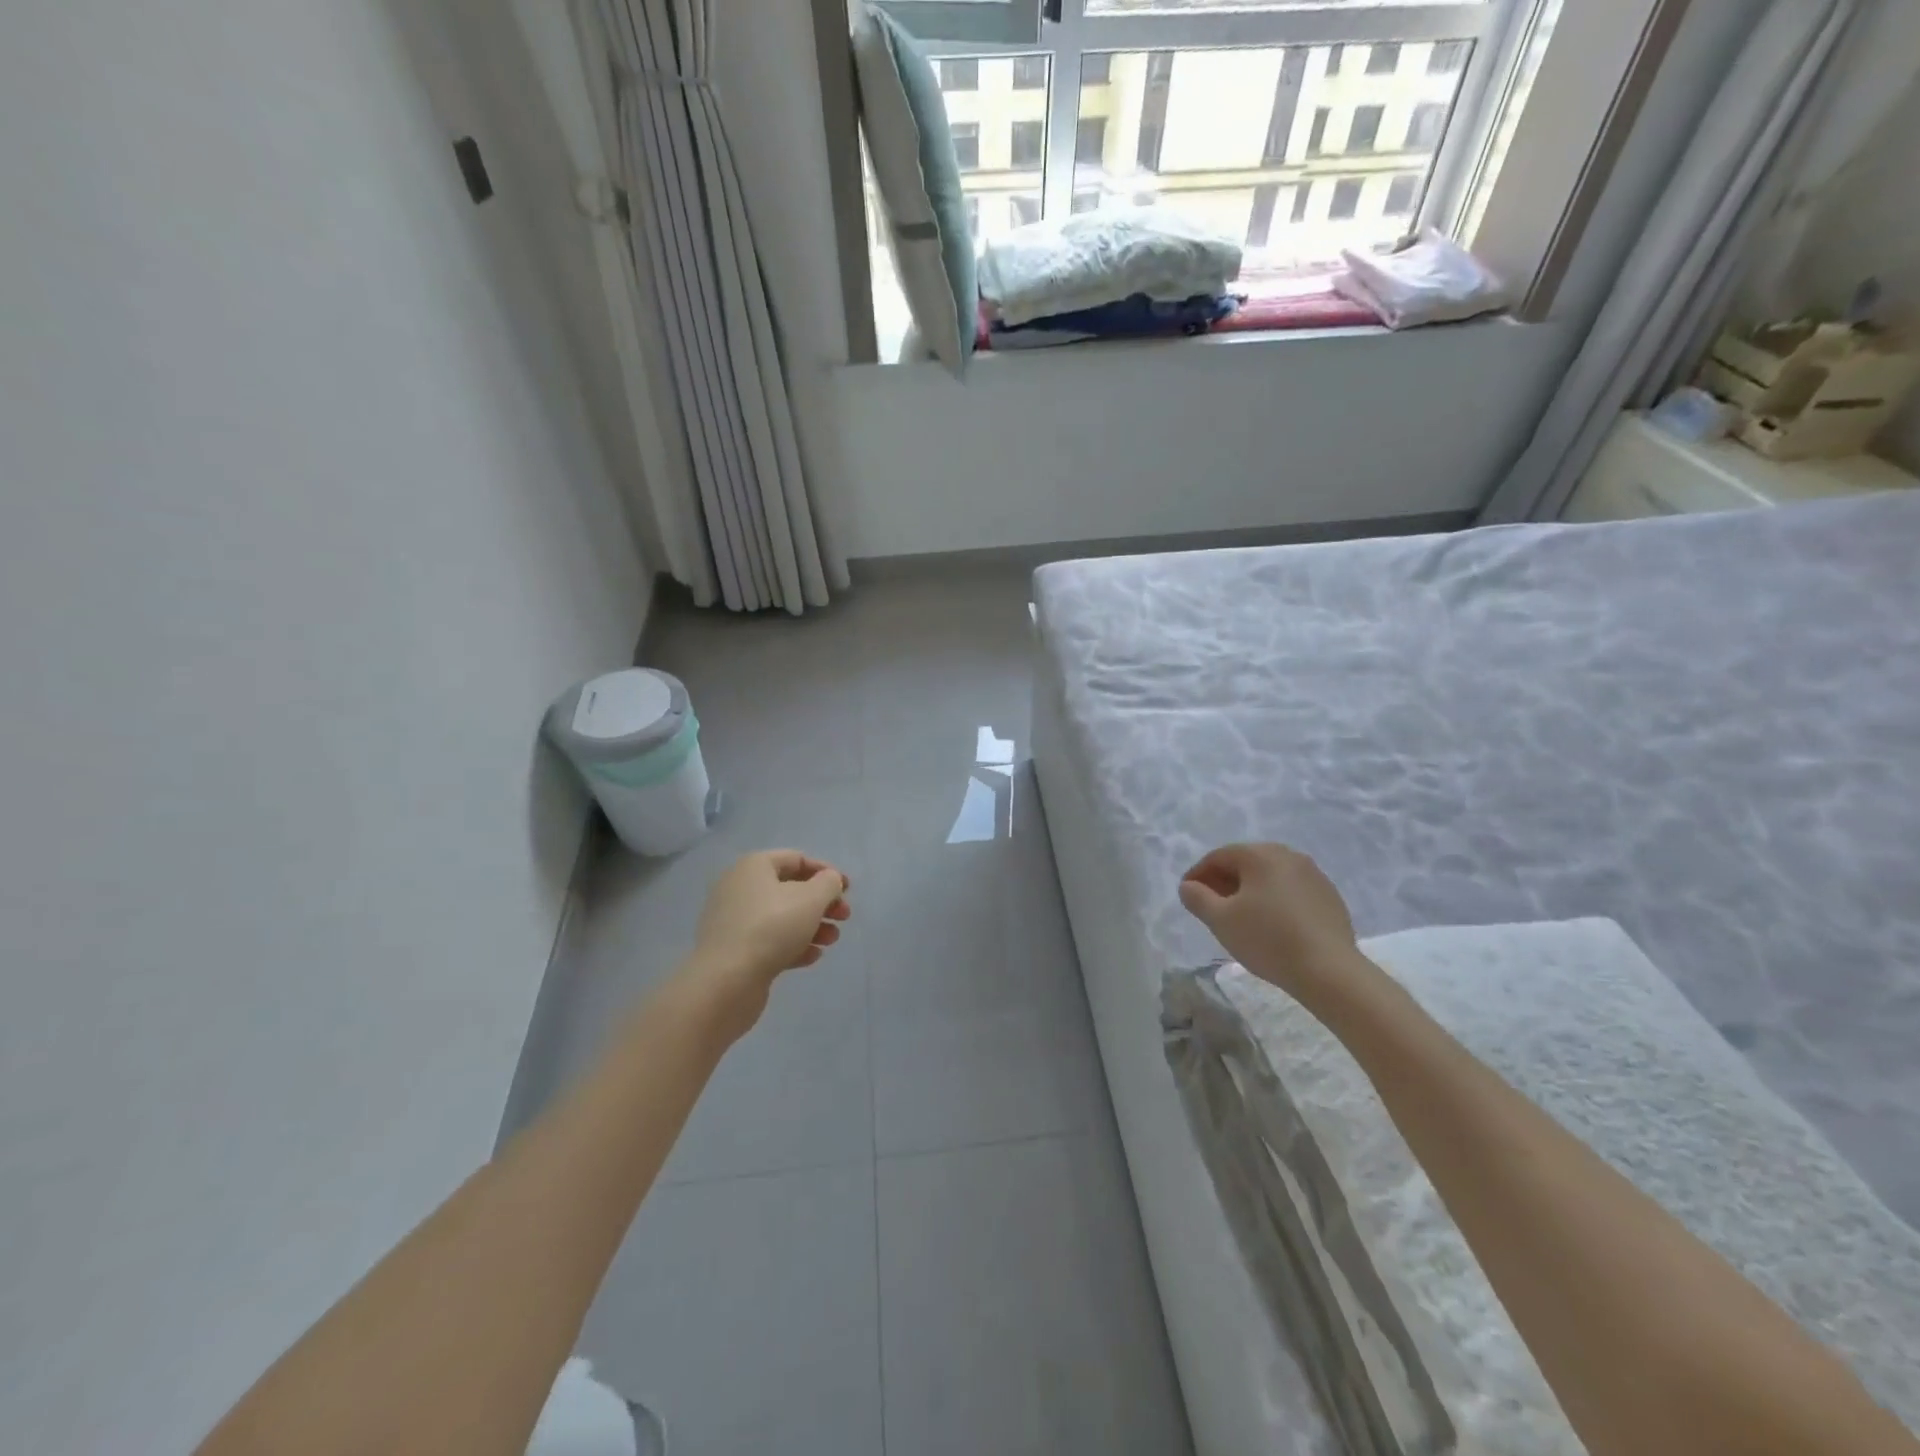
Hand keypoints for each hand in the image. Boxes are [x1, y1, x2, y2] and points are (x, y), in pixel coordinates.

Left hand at [682, 850, 851, 1039]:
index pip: (796, 859)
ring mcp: (734, 921)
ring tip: (831, 941)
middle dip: (822, 902)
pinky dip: (793, 945)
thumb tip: (829, 881)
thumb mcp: (811, 899)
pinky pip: (769, 940)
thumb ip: (828, 883)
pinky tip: (812, 957)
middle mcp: (740, 888)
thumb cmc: (772, 928)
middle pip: (790, 889)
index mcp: (754, 866)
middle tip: (844, 917)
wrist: (726, 982)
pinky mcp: (734, 950)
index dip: (826, 872)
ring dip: (812, 926)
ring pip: (782, 917)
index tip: (848, 890)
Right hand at [1178, 843, 1359, 1003]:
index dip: (1197, 874)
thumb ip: (1197, 898)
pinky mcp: (1330, 897)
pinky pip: (1291, 890)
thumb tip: (1188, 886)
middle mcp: (1289, 855)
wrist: (1329, 971)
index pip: (1218, 857)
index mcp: (1260, 855)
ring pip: (1270, 877)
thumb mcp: (1220, 920)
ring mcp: (1314, 875)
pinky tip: (1271, 924)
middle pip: (1246, 863)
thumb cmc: (1268, 939)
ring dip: (1249, 891)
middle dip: (1223, 881)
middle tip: (1210, 906)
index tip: (1187, 895)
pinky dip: (1274, 900)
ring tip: (1239, 917)